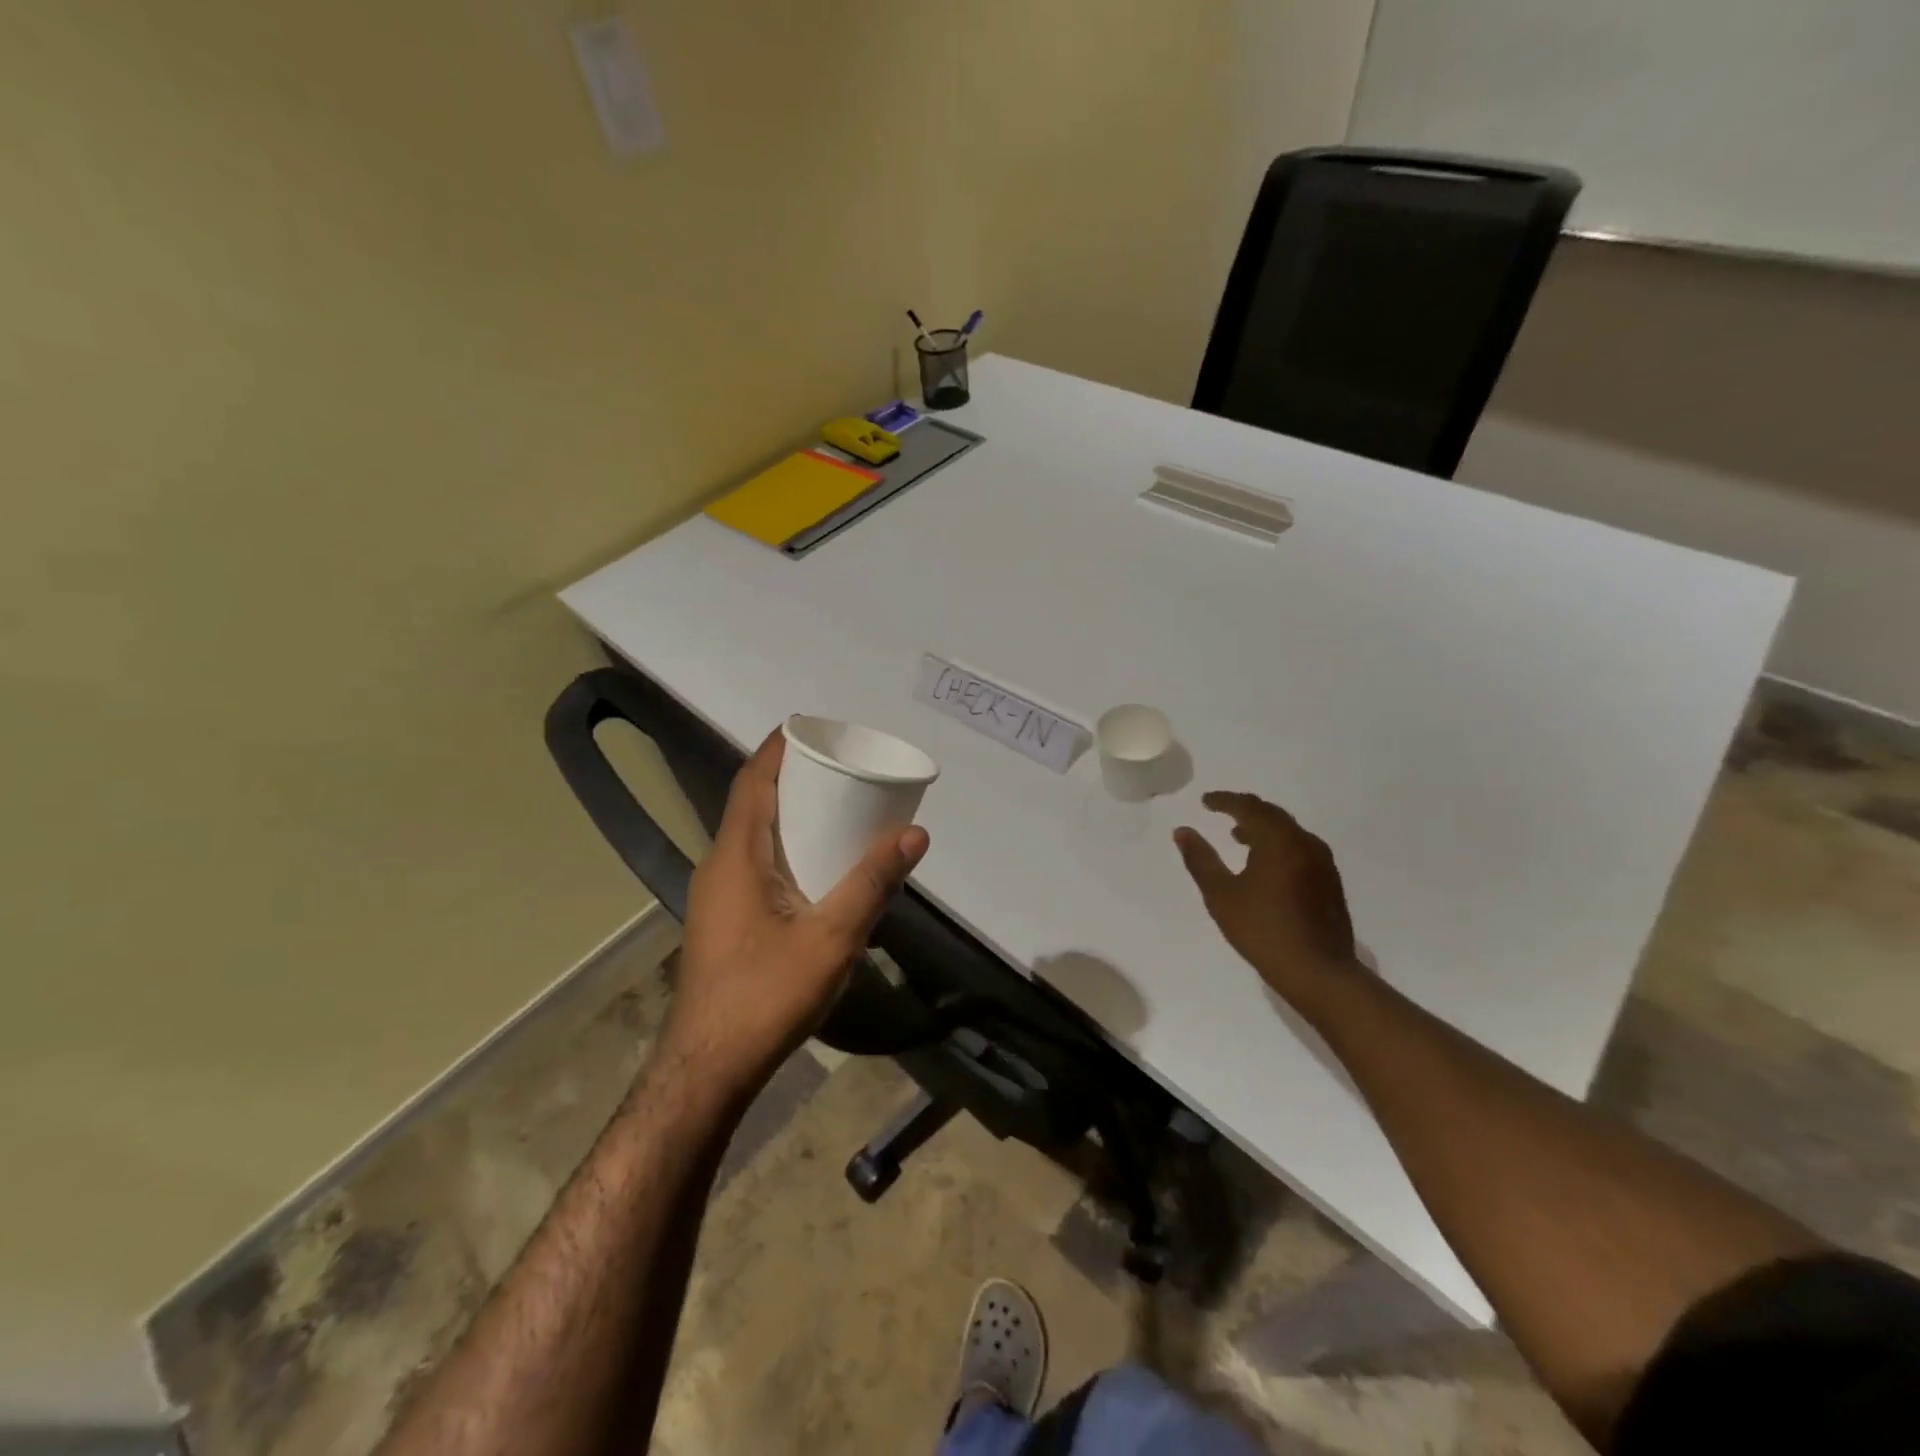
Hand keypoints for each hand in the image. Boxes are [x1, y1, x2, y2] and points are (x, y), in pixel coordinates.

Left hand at [665, 729, 929, 1090]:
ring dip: (788, 811)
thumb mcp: (832, 937)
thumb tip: (915, 832)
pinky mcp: (724, 918)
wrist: (709, 1067)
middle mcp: (720, 864)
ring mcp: (718, 893)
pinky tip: (816, 863)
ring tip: (836, 804)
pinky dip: (785, 843)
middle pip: (754, 802)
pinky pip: (755, 860)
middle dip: (792, 775)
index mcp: (737, 855)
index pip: (753, 781)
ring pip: (753, 834)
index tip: (814, 725)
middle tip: (841, 764)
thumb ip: (873, 882)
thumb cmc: (767, 994)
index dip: (779, 747)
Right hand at [1174, 792, 1361, 1011]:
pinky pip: (1299, 848)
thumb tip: (1182, 831)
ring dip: (1262, 829)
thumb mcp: (1221, 895)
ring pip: (1288, 832)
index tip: (1205, 801)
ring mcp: (1322, 863)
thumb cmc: (1263, 930)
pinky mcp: (1330, 882)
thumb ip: (1201, 860)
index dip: (1224, 800)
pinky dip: (1278, 845)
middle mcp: (1305, 843)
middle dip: (1245, 810)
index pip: (1249, 807)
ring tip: (1239, 838)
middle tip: (1221, 813)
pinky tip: (1265, 866)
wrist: (1319, 971)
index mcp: (1279, 840)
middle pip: (1272, 815)